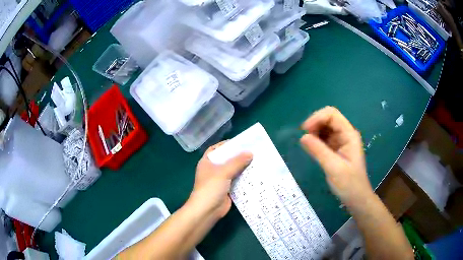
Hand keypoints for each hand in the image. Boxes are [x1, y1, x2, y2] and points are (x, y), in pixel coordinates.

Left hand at [190, 142, 252, 219]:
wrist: (207, 210)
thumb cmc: (211, 188)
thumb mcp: (223, 172)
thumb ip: (237, 162)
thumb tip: (250, 153)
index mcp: (207, 162)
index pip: (216, 149)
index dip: (226, 145)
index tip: (240, 142)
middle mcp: (213, 170)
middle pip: (226, 160)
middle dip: (238, 156)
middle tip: (253, 151)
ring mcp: (220, 180)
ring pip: (233, 171)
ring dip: (243, 167)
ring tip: (258, 160)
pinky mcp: (227, 189)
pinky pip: (237, 181)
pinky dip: (245, 178)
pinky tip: (256, 174)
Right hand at [299, 106, 372, 206]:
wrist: (356, 198)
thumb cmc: (349, 184)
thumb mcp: (334, 168)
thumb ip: (319, 151)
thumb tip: (302, 137)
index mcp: (349, 135)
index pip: (332, 115)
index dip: (317, 118)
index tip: (304, 130)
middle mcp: (345, 134)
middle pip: (328, 119)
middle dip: (314, 124)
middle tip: (304, 138)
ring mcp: (341, 141)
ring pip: (324, 128)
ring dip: (314, 132)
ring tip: (307, 145)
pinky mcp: (336, 149)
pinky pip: (323, 138)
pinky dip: (315, 140)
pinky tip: (311, 148)